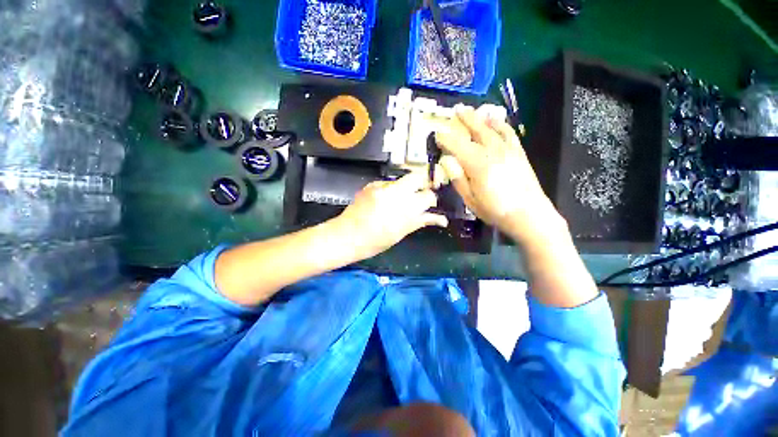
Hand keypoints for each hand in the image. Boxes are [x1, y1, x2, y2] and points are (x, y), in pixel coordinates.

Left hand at [333, 172, 448, 260]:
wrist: (346, 235)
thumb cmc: (375, 242)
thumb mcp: (401, 233)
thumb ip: (420, 221)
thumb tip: (441, 219)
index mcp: (407, 208)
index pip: (429, 196)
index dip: (432, 200)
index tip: (431, 205)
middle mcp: (397, 193)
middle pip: (418, 177)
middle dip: (423, 183)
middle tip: (421, 194)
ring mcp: (383, 187)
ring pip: (402, 180)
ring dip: (406, 188)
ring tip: (399, 201)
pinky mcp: (372, 185)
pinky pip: (387, 184)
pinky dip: (390, 191)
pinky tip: (384, 202)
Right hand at [435, 104, 565, 243]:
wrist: (528, 214)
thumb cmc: (494, 210)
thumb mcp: (470, 199)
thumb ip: (458, 178)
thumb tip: (446, 160)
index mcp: (477, 164)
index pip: (457, 145)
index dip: (445, 138)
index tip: (437, 134)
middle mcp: (492, 151)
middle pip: (476, 130)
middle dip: (465, 119)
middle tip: (456, 110)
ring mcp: (508, 150)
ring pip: (492, 128)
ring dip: (481, 118)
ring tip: (474, 111)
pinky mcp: (518, 153)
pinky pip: (509, 133)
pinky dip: (501, 125)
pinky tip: (496, 121)